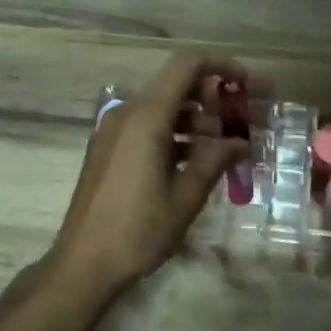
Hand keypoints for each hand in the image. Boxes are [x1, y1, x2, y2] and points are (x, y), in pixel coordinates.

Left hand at [49, 52, 248, 299]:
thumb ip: (215, 161)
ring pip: (161, 107)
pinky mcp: (107, 150)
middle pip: (175, 85)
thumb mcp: (185, 197)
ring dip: (195, 118)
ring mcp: (113, 131)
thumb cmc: (138, 230)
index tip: (247, 84)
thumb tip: (240, 143)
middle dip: (212, 96)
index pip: (187, 66)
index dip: (221, 66)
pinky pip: (146, 127)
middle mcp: (126, 114)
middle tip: (241, 121)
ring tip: (225, 146)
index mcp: (146, 117)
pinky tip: (196, 160)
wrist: (83, 264)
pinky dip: (174, 134)